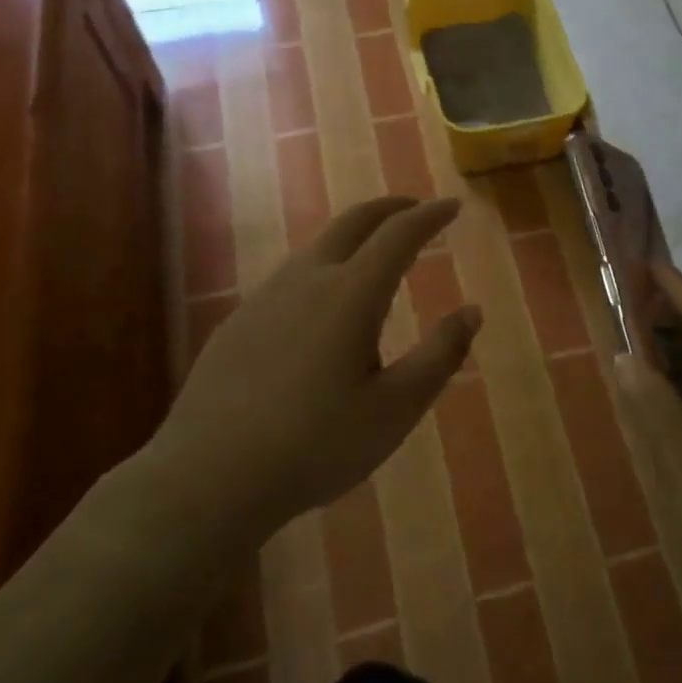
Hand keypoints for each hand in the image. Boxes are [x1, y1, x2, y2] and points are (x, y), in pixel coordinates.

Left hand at [136, 197, 480, 543]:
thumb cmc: (316, 445)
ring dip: (352, 237)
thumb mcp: (396, 408)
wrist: (209, 477)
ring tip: (374, 254)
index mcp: (351, 295)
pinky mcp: (238, 322)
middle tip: (415, 209)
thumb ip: (440, 355)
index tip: (452, 206)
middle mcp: (306, 280)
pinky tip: (321, 304)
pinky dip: (322, 267)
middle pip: (352, 223)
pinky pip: (291, 277)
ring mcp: (265, 298)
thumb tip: (472, 311)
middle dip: (389, 209)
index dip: (430, 216)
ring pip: (317, 248)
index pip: (399, 235)